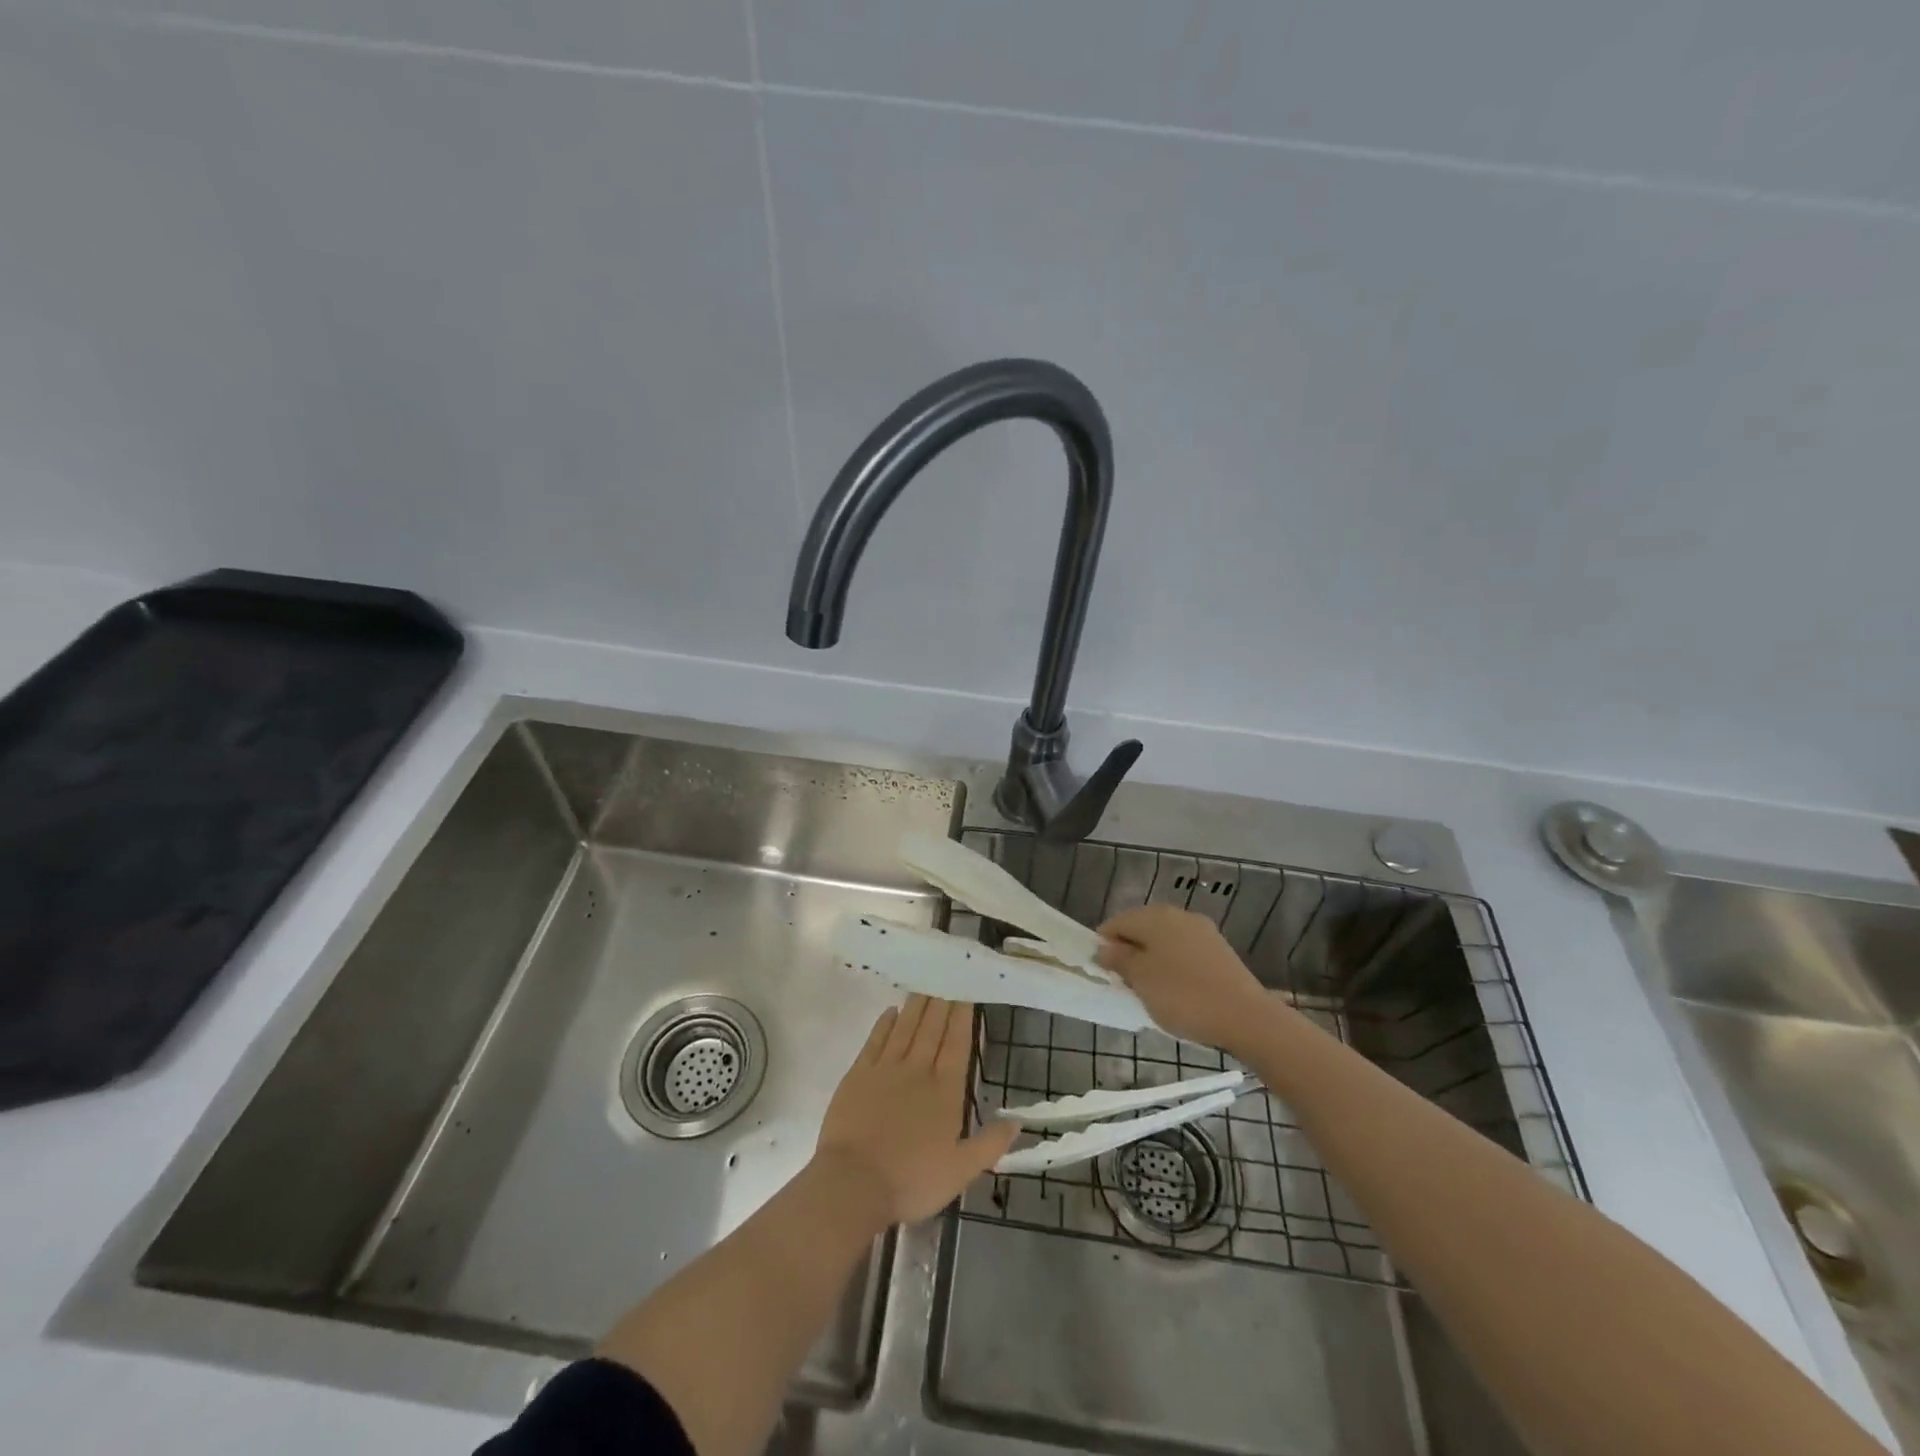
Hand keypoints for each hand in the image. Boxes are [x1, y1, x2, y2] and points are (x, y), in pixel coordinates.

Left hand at [813, 995, 1017, 1228]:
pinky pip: (875, 1040)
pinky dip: (885, 1023)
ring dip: (917, 1005)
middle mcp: (918, 1070)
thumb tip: (1017, 1122)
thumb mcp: (960, 1172)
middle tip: (947, 975)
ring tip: (925, 984)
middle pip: (932, 1029)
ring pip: (905, 1027)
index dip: (962, 1018)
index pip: (957, 1045)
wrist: (853, 1183)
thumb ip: (989, 1144)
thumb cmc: (911, 1180)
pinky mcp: (858, 1074)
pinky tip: (891, 1010)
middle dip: (942, 1002)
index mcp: (945, 1091)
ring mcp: (886, 1069)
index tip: (966, 994)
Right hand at [1096, 905, 1277, 1051]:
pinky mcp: (1219, 951)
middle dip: (1129, 953)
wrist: (1246, 1017)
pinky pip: (1184, 953)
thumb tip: (1104, 948)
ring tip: (1150, 992)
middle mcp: (1178, 915)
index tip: (1103, 974)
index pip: (1116, 923)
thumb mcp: (1141, 979)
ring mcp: (1202, 932)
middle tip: (1125, 985)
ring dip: (1151, 961)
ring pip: (1164, 942)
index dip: (1103, 946)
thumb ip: (1119, 959)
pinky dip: (1173, 968)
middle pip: (1141, 929)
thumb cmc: (1183, 996)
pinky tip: (1177, 992)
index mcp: (1155, 916)